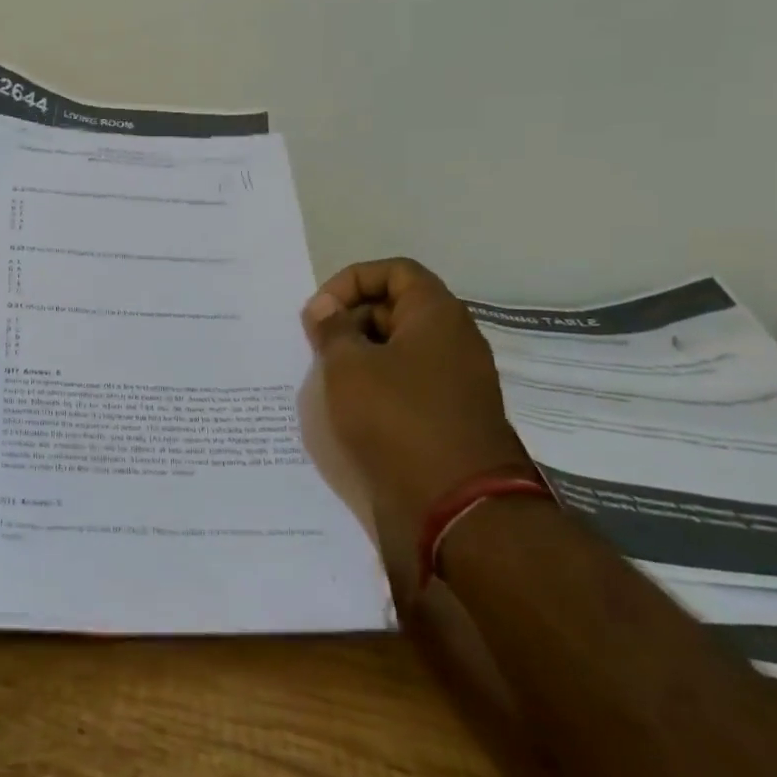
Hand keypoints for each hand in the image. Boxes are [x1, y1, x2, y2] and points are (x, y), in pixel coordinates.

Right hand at [300, 259, 530, 591]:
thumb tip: (325, 309)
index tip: (322, 311)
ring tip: (328, 377)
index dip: (352, 280)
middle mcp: (453, 340)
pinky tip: (349, 406)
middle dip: (352, 319)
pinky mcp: (449, 415)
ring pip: (399, 348)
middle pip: (397, 307)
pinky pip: (407, 382)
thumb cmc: (398, 418)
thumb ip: (332, 328)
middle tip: (318, 345)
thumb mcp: (349, 365)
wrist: (458, 505)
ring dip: (360, 354)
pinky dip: (377, 384)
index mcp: (437, 315)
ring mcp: (456, 380)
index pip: (395, 271)